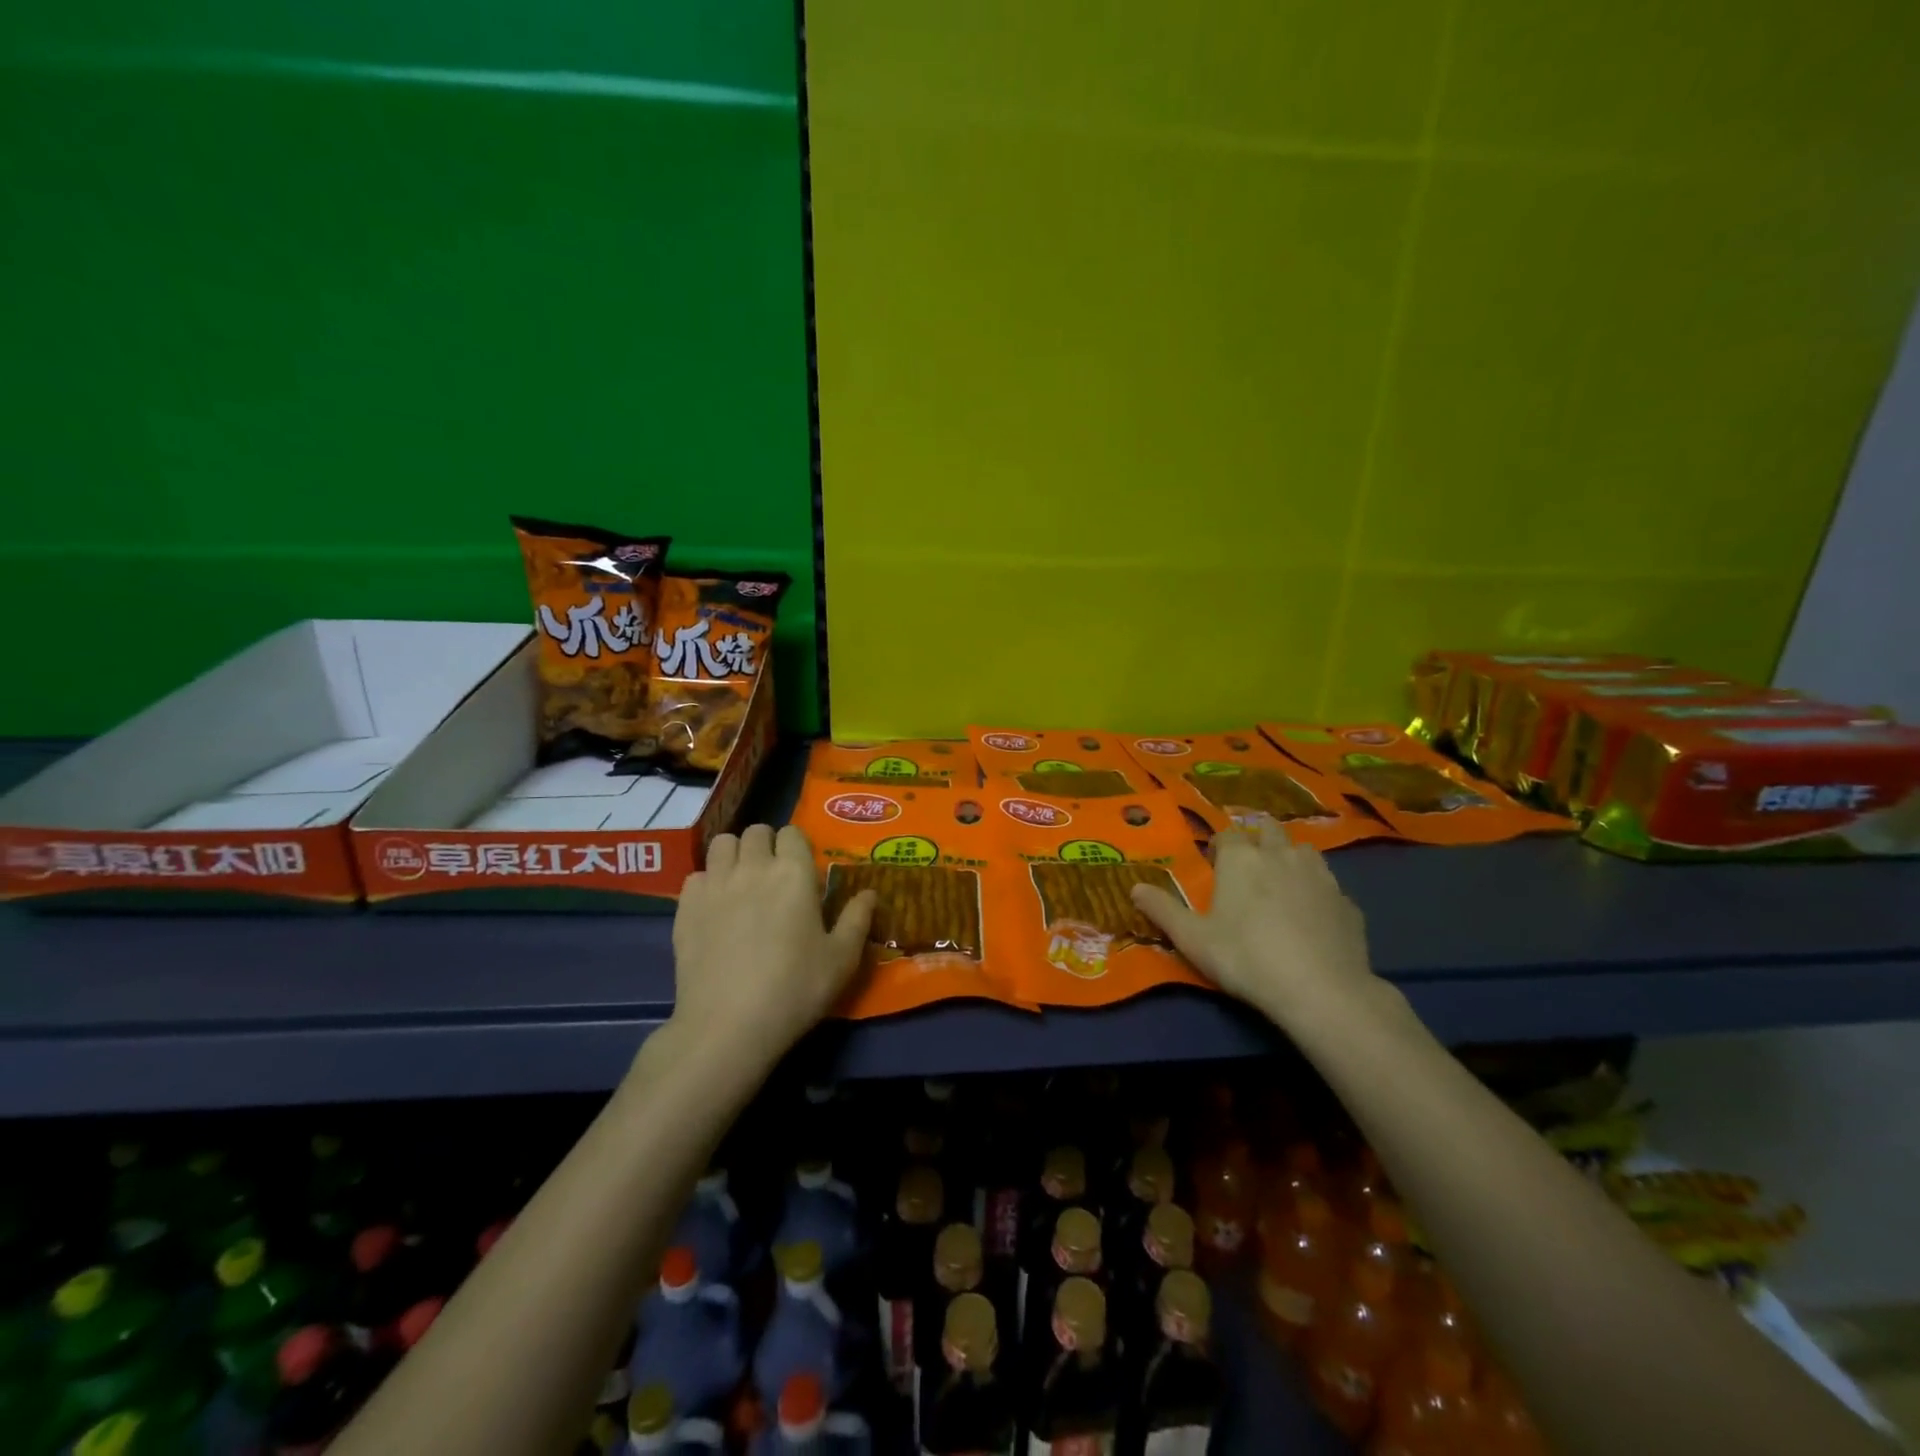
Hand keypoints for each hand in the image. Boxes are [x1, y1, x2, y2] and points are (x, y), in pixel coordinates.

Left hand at [668, 824, 874, 1069]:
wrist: (728, 1025)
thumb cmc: (794, 989)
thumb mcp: (841, 959)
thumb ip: (857, 919)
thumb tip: (870, 893)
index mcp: (794, 873)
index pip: (793, 833)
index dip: (798, 848)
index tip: (803, 872)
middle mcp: (753, 867)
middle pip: (756, 832)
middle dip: (766, 846)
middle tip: (773, 877)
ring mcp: (715, 884)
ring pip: (722, 844)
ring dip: (735, 855)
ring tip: (742, 883)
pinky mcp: (686, 906)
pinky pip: (697, 875)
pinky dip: (707, 883)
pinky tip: (715, 908)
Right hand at [1129, 824, 1378, 1026]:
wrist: (1321, 990)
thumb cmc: (1246, 958)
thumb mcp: (1192, 939)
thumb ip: (1162, 910)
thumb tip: (1134, 888)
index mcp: (1241, 859)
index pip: (1226, 835)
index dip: (1219, 847)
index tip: (1215, 866)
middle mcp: (1281, 855)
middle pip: (1268, 830)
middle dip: (1258, 839)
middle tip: (1249, 867)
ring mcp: (1320, 876)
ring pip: (1304, 851)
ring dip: (1291, 858)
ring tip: (1282, 884)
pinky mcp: (1347, 902)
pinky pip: (1329, 886)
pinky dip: (1318, 892)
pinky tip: (1313, 917)